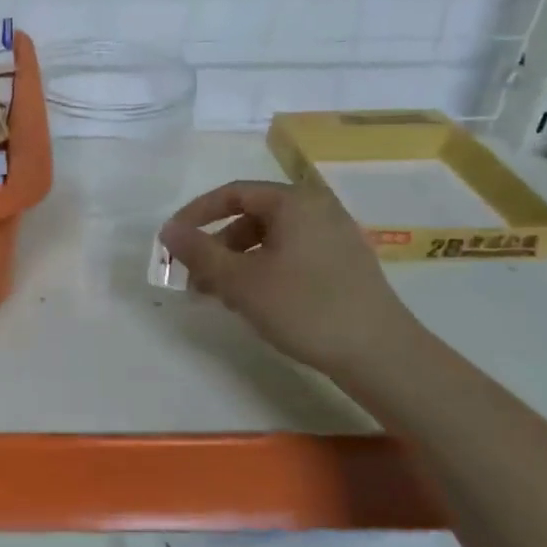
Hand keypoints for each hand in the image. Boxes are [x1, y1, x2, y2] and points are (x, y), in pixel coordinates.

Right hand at [159, 180, 419, 376]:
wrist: (379, 353)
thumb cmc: (303, 307)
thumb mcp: (239, 281)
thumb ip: (199, 252)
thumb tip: (167, 230)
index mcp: (294, 202)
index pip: (232, 193)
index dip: (196, 214)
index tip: (172, 241)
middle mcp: (318, 209)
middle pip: (251, 217)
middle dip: (216, 246)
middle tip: (195, 279)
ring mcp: (336, 237)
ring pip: (271, 239)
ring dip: (237, 262)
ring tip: (221, 297)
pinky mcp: (345, 264)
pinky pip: (292, 254)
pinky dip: (264, 270)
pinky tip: (255, 302)